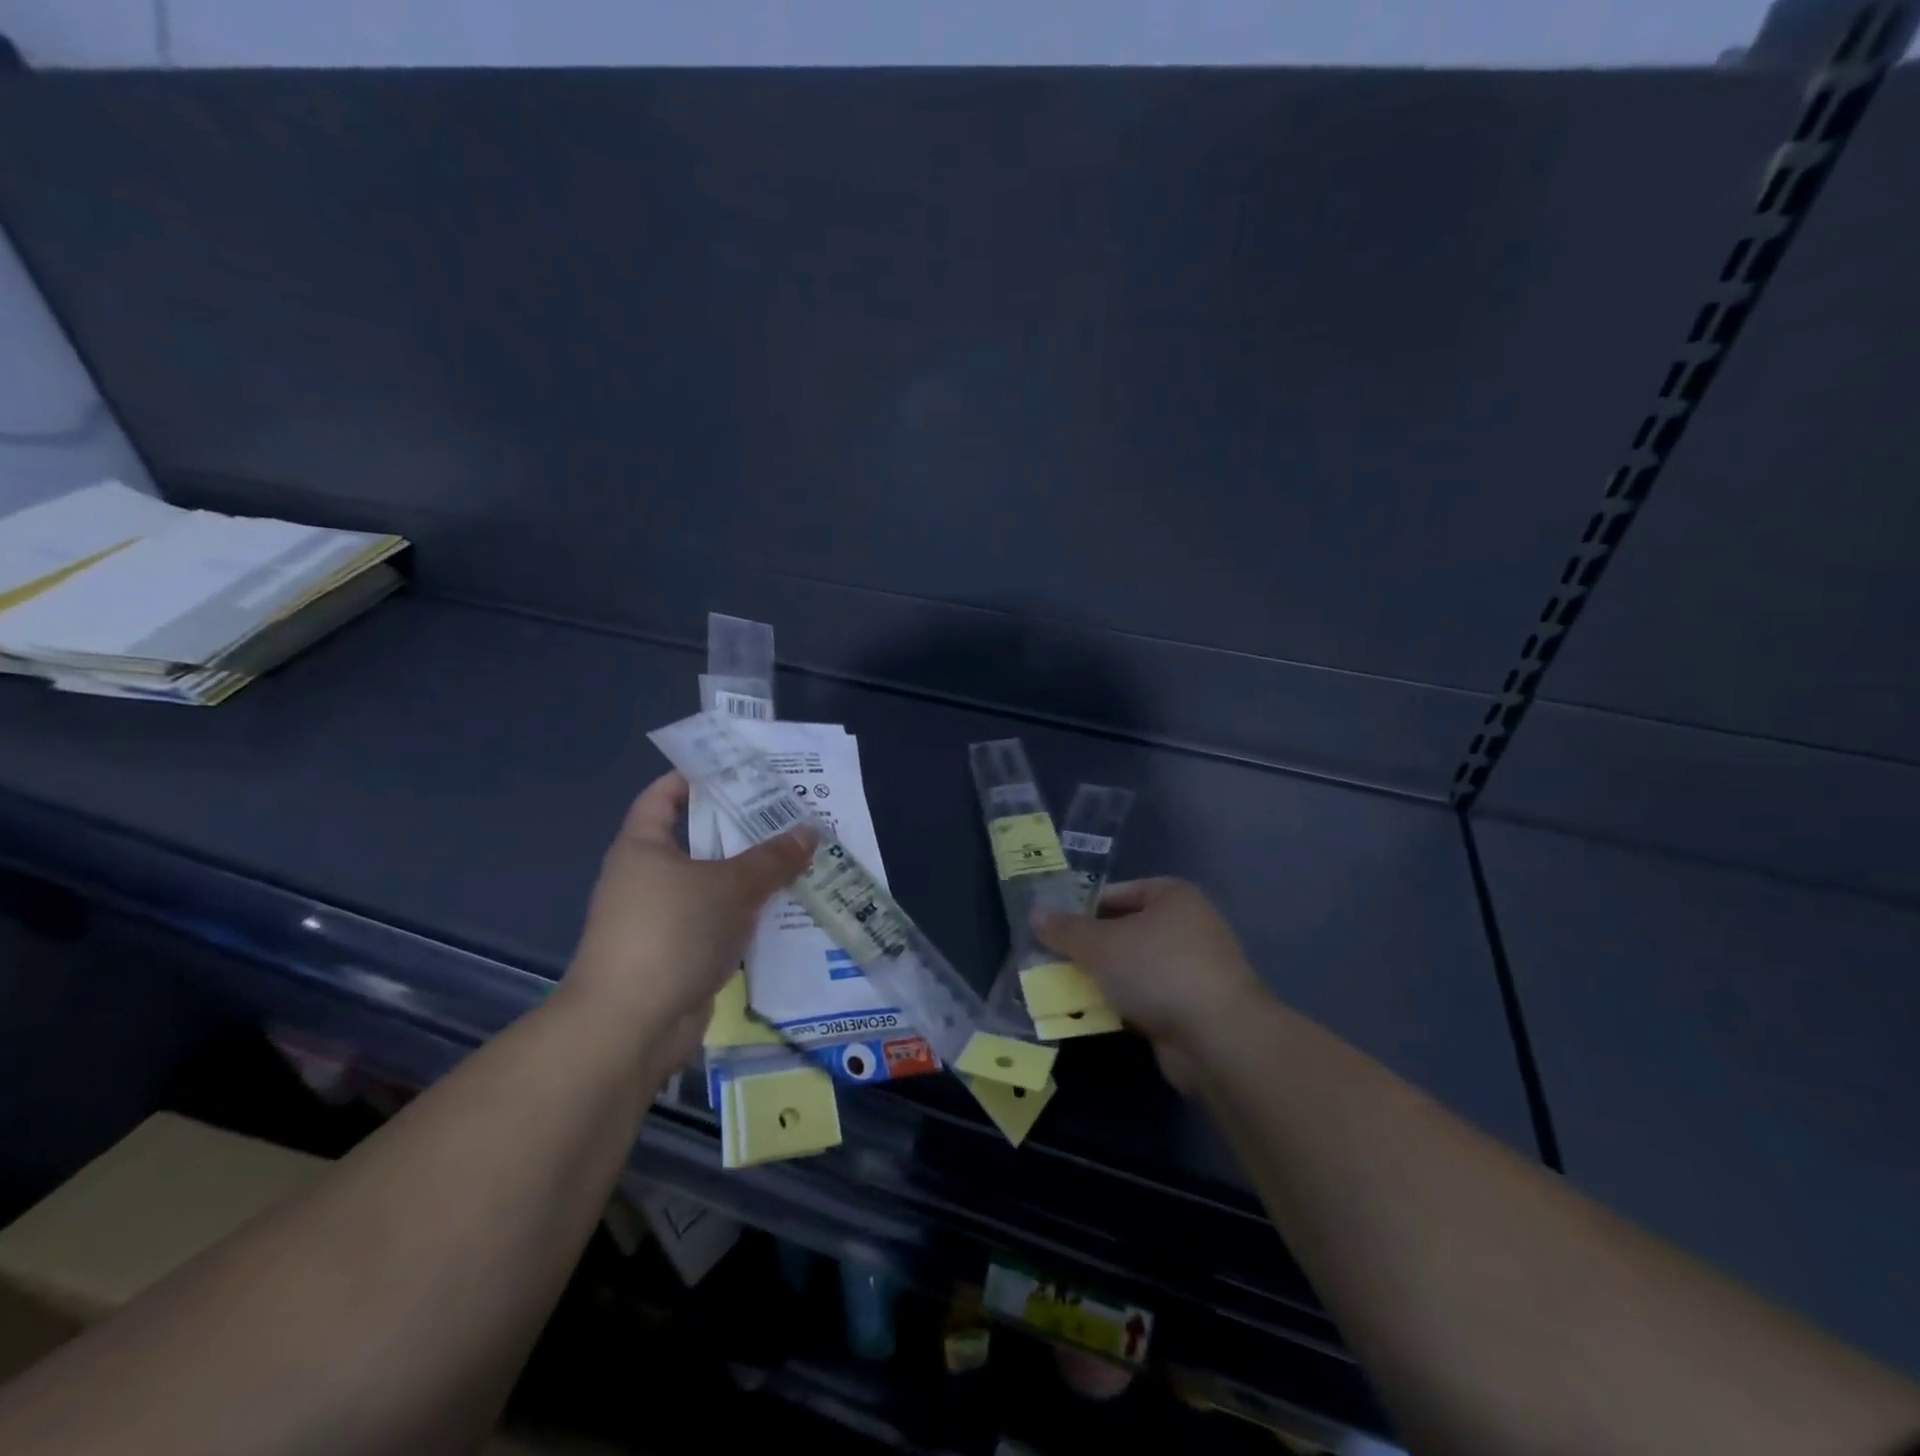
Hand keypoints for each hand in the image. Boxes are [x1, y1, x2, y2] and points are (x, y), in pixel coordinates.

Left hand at [562, 772, 814, 1064]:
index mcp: (643, 846)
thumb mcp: (729, 886)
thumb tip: (809, 831)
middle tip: (792, 815)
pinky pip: (718, 920)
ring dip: (751, 874)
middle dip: (744, 828)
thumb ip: (772, 858)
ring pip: (713, 883)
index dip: (699, 777)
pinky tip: (785, 908)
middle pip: (699, 839)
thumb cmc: (672, 933)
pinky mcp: (678, 953)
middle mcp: (647, 877)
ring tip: (800, 857)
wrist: (630, 1026)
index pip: (665, 795)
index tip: (744, 771)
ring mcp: (662, 918)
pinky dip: (746, 913)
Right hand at [1035, 878, 1266, 1090]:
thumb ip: (1065, 930)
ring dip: (1103, 980)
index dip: (1082, 909)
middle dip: (1090, 949)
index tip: (1053, 928)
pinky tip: (1093, 1017)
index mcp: (1172, 896)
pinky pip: (1146, 999)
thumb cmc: (1157, 969)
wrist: (1217, 1037)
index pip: (1117, 893)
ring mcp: (1194, 969)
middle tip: (1052, 961)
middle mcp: (1188, 926)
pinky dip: (1122, 1006)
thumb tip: (1035, 913)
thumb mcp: (1099, 945)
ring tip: (1064, 990)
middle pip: (1125, 931)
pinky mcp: (1193, 1008)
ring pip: (1134, 968)